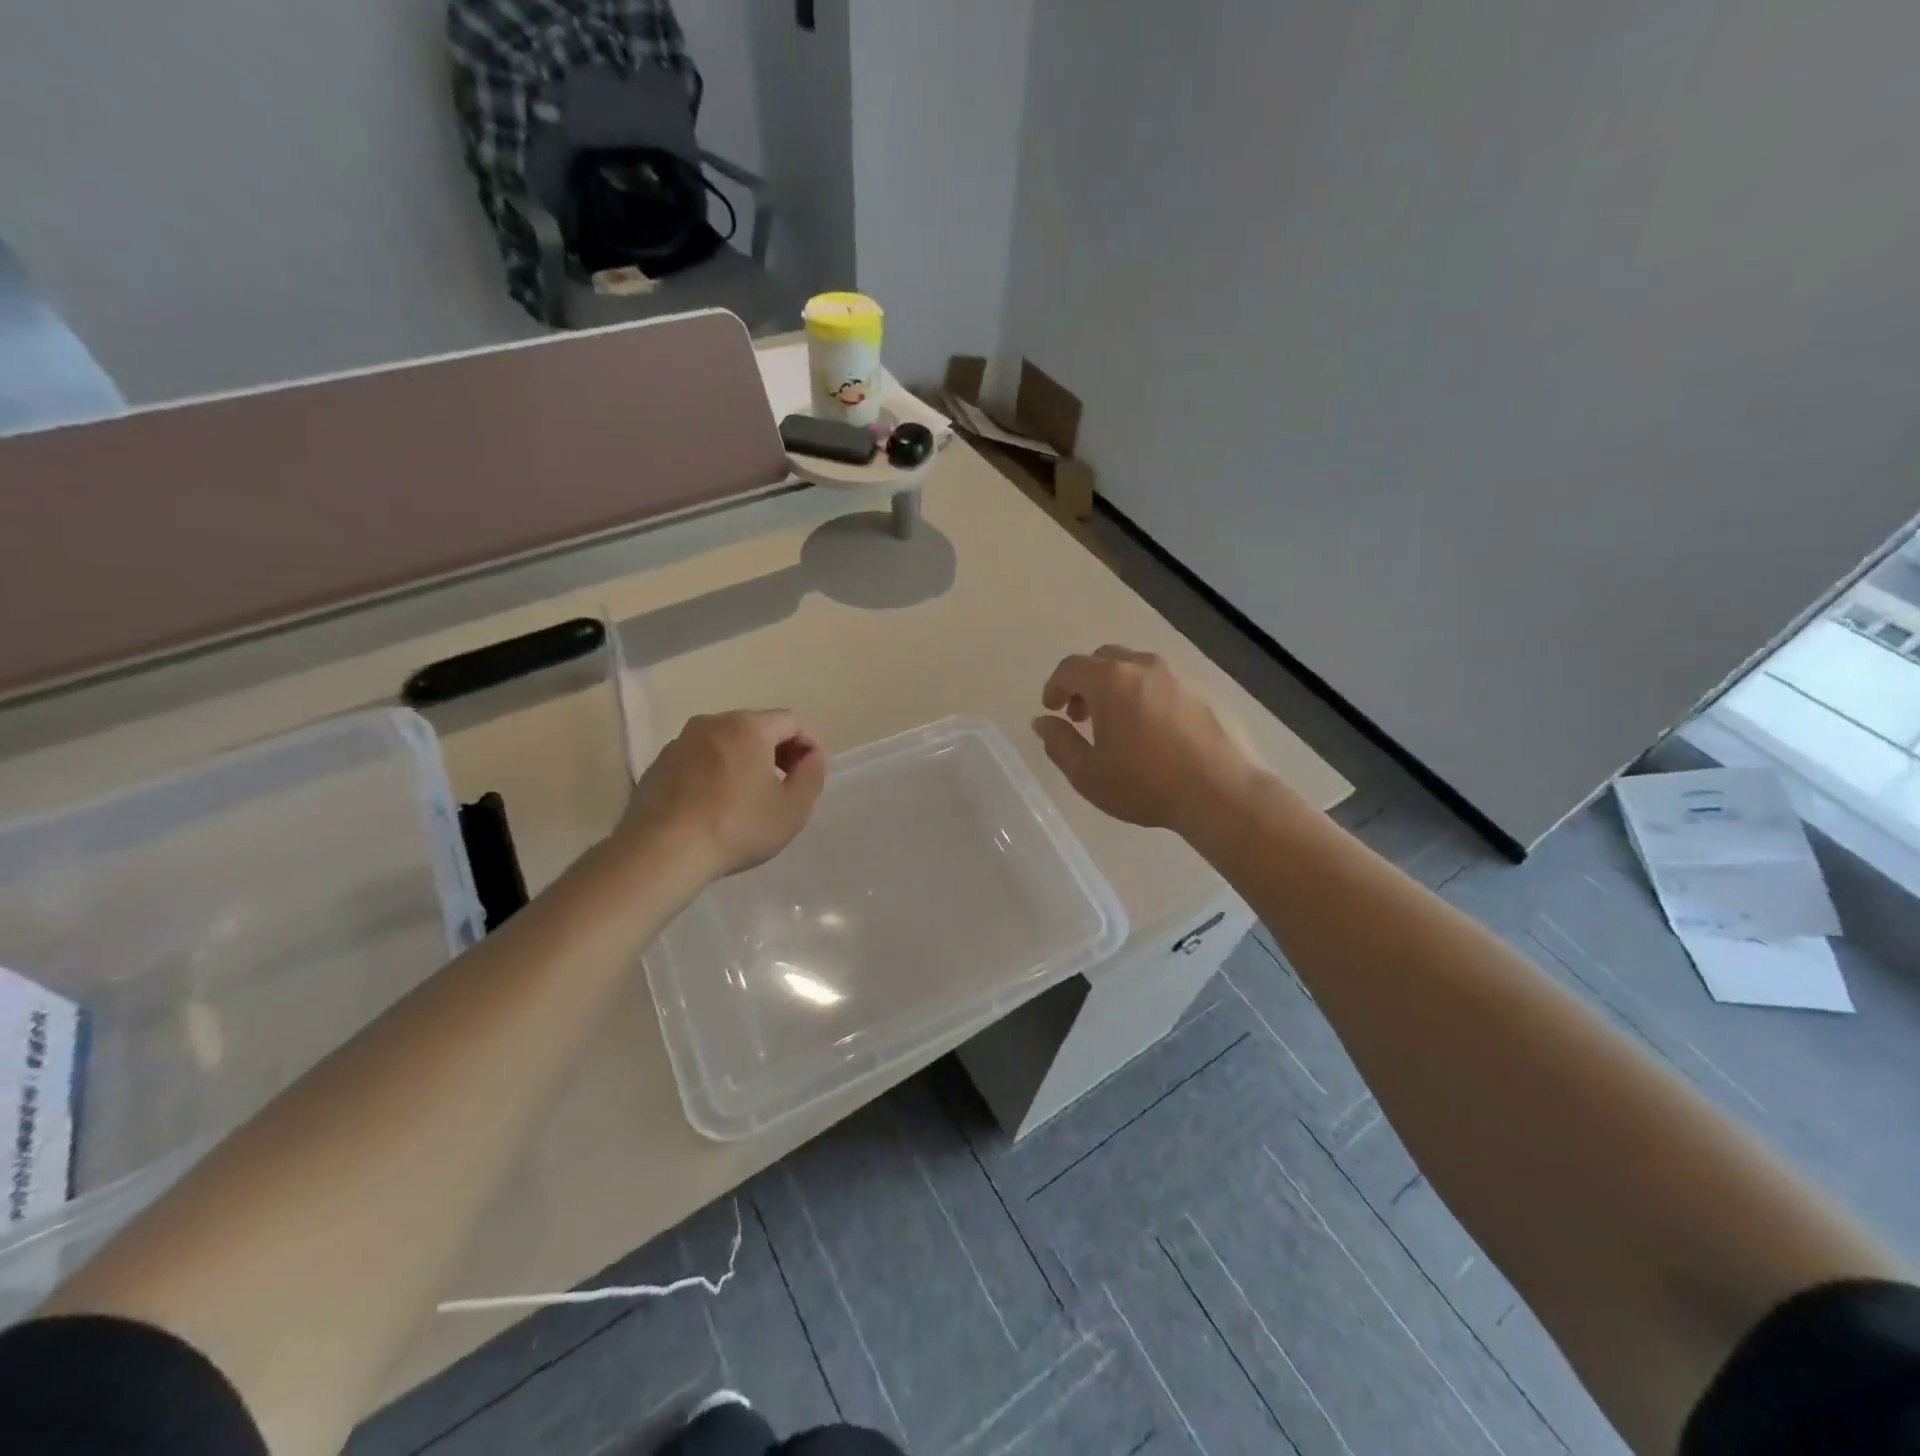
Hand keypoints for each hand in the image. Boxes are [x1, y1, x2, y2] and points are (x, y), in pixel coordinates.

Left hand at [620, 710, 826, 878]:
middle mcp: (712, 723)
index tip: (804, 779)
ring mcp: (680, 743)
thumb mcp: (793, 809)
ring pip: (723, 743)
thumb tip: (811, 756)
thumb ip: (812, 775)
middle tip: (779, 790)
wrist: (662, 852)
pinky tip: (711, 808)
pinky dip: (711, 774)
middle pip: (755, 728)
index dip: (805, 747)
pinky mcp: (657, 765)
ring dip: (740, 762)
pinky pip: (697, 761)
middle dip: (773, 753)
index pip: (790, 722)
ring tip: (743, 800)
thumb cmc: (737, 827)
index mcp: (748, 726)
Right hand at [1033, 647, 1257, 835]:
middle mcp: (1144, 666)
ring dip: (1118, 688)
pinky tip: (1155, 732)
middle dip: (1086, 683)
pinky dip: (1148, 697)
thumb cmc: (1145, 784)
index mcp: (1110, 680)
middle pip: (1105, 659)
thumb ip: (1059, 742)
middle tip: (1082, 716)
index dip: (1055, 686)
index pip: (1070, 667)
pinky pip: (1165, 684)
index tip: (1051, 709)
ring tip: (1119, 725)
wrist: (1222, 792)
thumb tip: (1043, 722)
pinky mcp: (1205, 691)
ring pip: (1137, 669)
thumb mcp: (1087, 773)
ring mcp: (1179, 676)